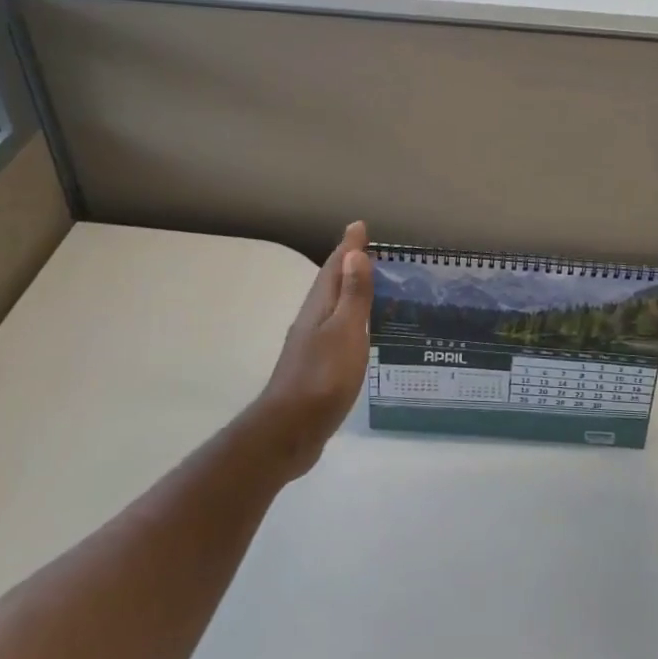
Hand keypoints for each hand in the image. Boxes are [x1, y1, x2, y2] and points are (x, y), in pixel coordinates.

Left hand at [255, 222, 373, 475]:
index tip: (359, 226)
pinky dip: (349, 320)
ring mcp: (310, 345)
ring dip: (348, 292)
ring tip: (369, 286)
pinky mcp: (315, 367)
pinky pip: (335, 330)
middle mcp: (312, 320)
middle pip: (330, 284)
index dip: (349, 247)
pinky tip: (359, 333)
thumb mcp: (345, 332)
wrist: (289, 432)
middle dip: (348, 265)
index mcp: (319, 307)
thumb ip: (352, 295)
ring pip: (332, 307)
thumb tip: (354, 253)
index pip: (335, 268)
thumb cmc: (322, 378)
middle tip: (369, 251)